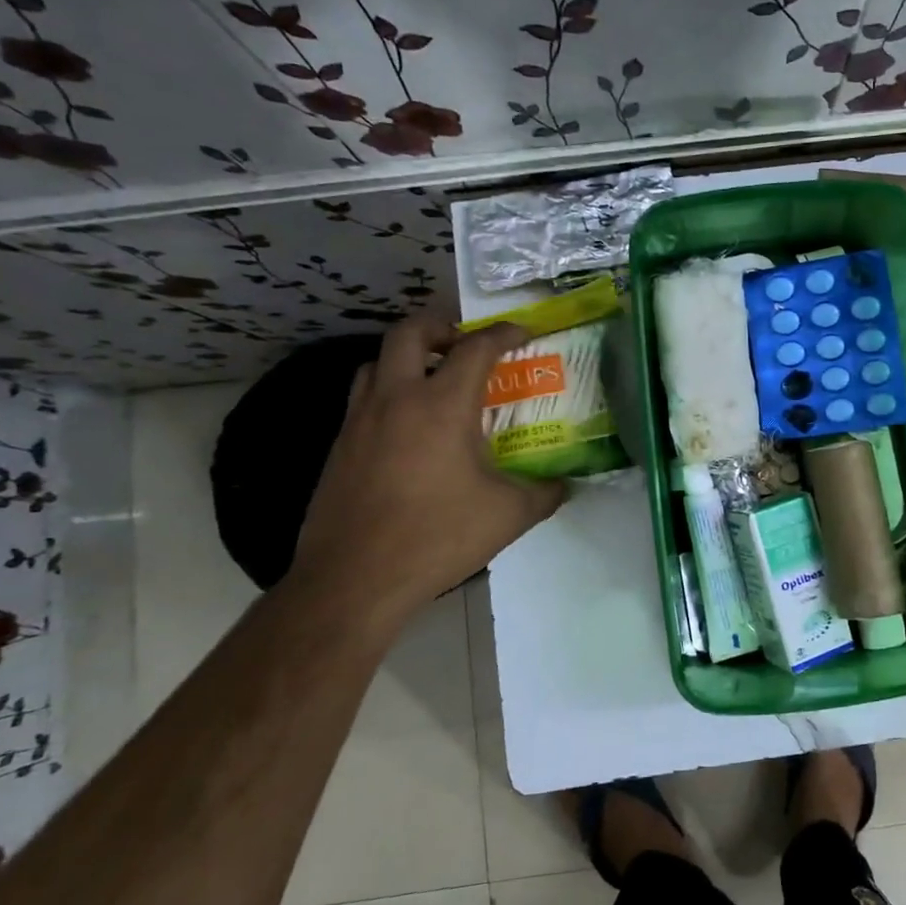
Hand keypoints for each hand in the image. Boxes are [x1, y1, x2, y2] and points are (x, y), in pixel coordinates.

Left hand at [285, 315, 565, 626]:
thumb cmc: (438, 537)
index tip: (523, 333)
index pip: (476, 348)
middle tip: (465, 344)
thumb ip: (544, 493)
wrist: (355, 578)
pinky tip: (406, 428)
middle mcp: (396, 399)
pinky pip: (363, 398)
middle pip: (410, 332)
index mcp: (442, 405)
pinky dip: (387, 392)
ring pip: (376, 362)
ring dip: (407, 357)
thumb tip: (565, 485)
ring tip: (432, 379)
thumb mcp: (509, 515)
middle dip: (441, 326)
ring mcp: (360, 420)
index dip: (503, 333)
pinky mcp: (340, 446)